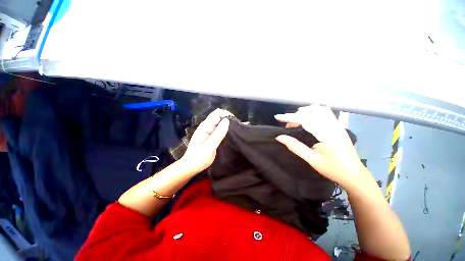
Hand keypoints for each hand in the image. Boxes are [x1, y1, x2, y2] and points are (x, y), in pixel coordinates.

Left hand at [180, 109, 231, 173]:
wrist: (191, 167)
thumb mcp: (209, 146)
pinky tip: (230, 134)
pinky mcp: (211, 136)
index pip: (216, 113)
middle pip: (218, 117)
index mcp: (205, 127)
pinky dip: (225, 130)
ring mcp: (208, 131)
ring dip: (227, 124)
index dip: (226, 114)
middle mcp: (206, 126)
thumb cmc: (198, 158)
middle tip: (237, 127)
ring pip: (219, 123)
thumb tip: (227, 120)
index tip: (235, 121)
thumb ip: (218, 134)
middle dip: (228, 119)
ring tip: (235, 130)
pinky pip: (219, 129)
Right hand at [275, 105, 373, 191]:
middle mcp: (333, 126)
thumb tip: (279, 137)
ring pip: (319, 109)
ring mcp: (337, 124)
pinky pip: (325, 112)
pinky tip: (308, 120)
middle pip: (311, 111)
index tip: (277, 117)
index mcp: (327, 134)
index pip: (305, 119)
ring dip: (305, 112)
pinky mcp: (338, 126)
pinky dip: (313, 112)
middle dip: (296, 116)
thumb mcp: (311, 159)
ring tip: (297, 121)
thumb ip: (294, 146)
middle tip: (288, 126)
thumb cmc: (333, 169)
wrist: (354, 174)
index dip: (289, 117)